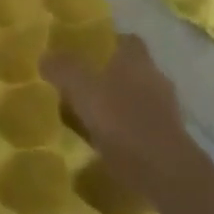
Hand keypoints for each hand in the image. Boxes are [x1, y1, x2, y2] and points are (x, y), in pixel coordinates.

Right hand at [44, 34, 195, 198]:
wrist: (164, 173)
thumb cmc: (122, 120)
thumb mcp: (82, 89)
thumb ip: (63, 69)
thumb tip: (45, 56)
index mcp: (137, 60)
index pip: (126, 40)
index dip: (106, 43)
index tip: (84, 51)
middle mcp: (155, 79)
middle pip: (130, 70)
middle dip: (108, 75)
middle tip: (79, 84)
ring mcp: (164, 111)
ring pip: (135, 99)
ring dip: (116, 105)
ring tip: (87, 116)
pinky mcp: (167, 140)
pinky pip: (139, 126)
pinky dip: (123, 131)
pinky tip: (103, 142)